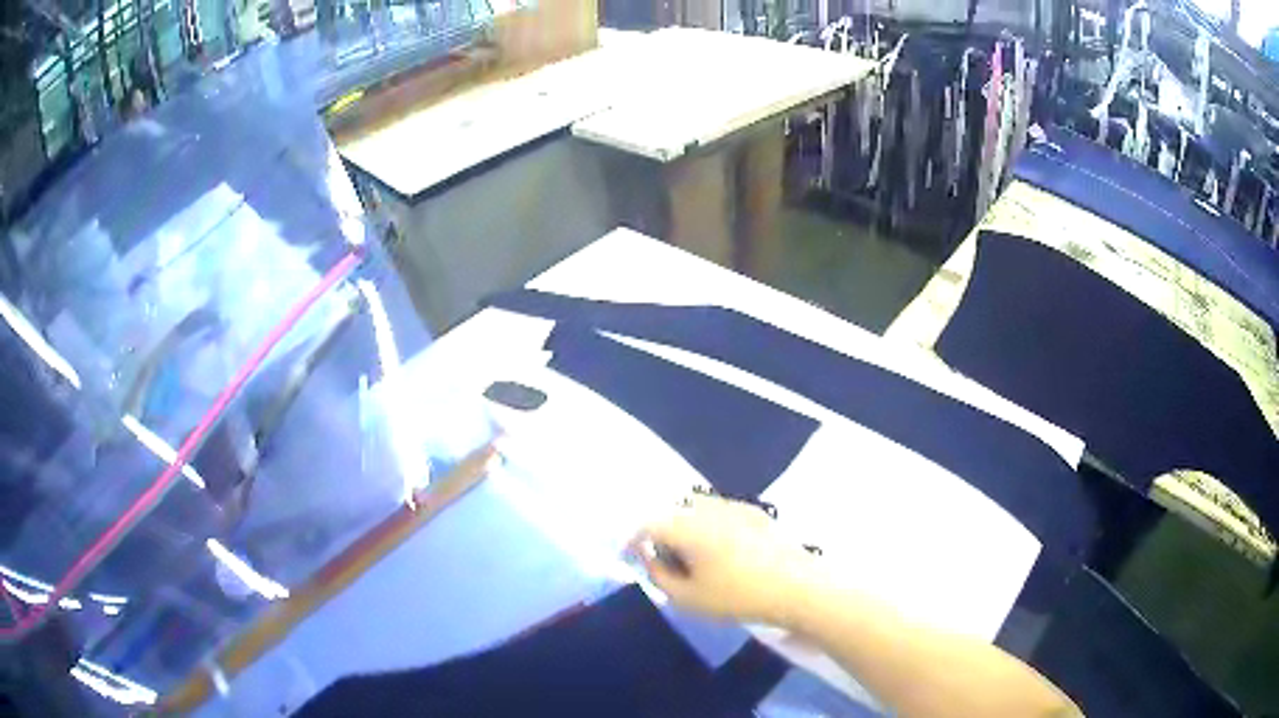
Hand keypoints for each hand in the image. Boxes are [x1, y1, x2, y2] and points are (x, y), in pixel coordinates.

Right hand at [630, 493, 819, 625]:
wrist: (797, 587)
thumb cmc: (737, 596)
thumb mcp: (688, 598)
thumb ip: (659, 576)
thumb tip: (649, 558)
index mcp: (687, 526)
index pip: (647, 524)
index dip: (633, 540)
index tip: (629, 557)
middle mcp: (708, 508)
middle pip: (672, 513)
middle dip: (661, 534)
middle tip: (663, 561)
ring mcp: (735, 506)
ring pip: (697, 510)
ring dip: (686, 529)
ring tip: (692, 558)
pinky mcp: (756, 513)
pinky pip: (721, 514)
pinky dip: (710, 528)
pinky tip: (722, 553)